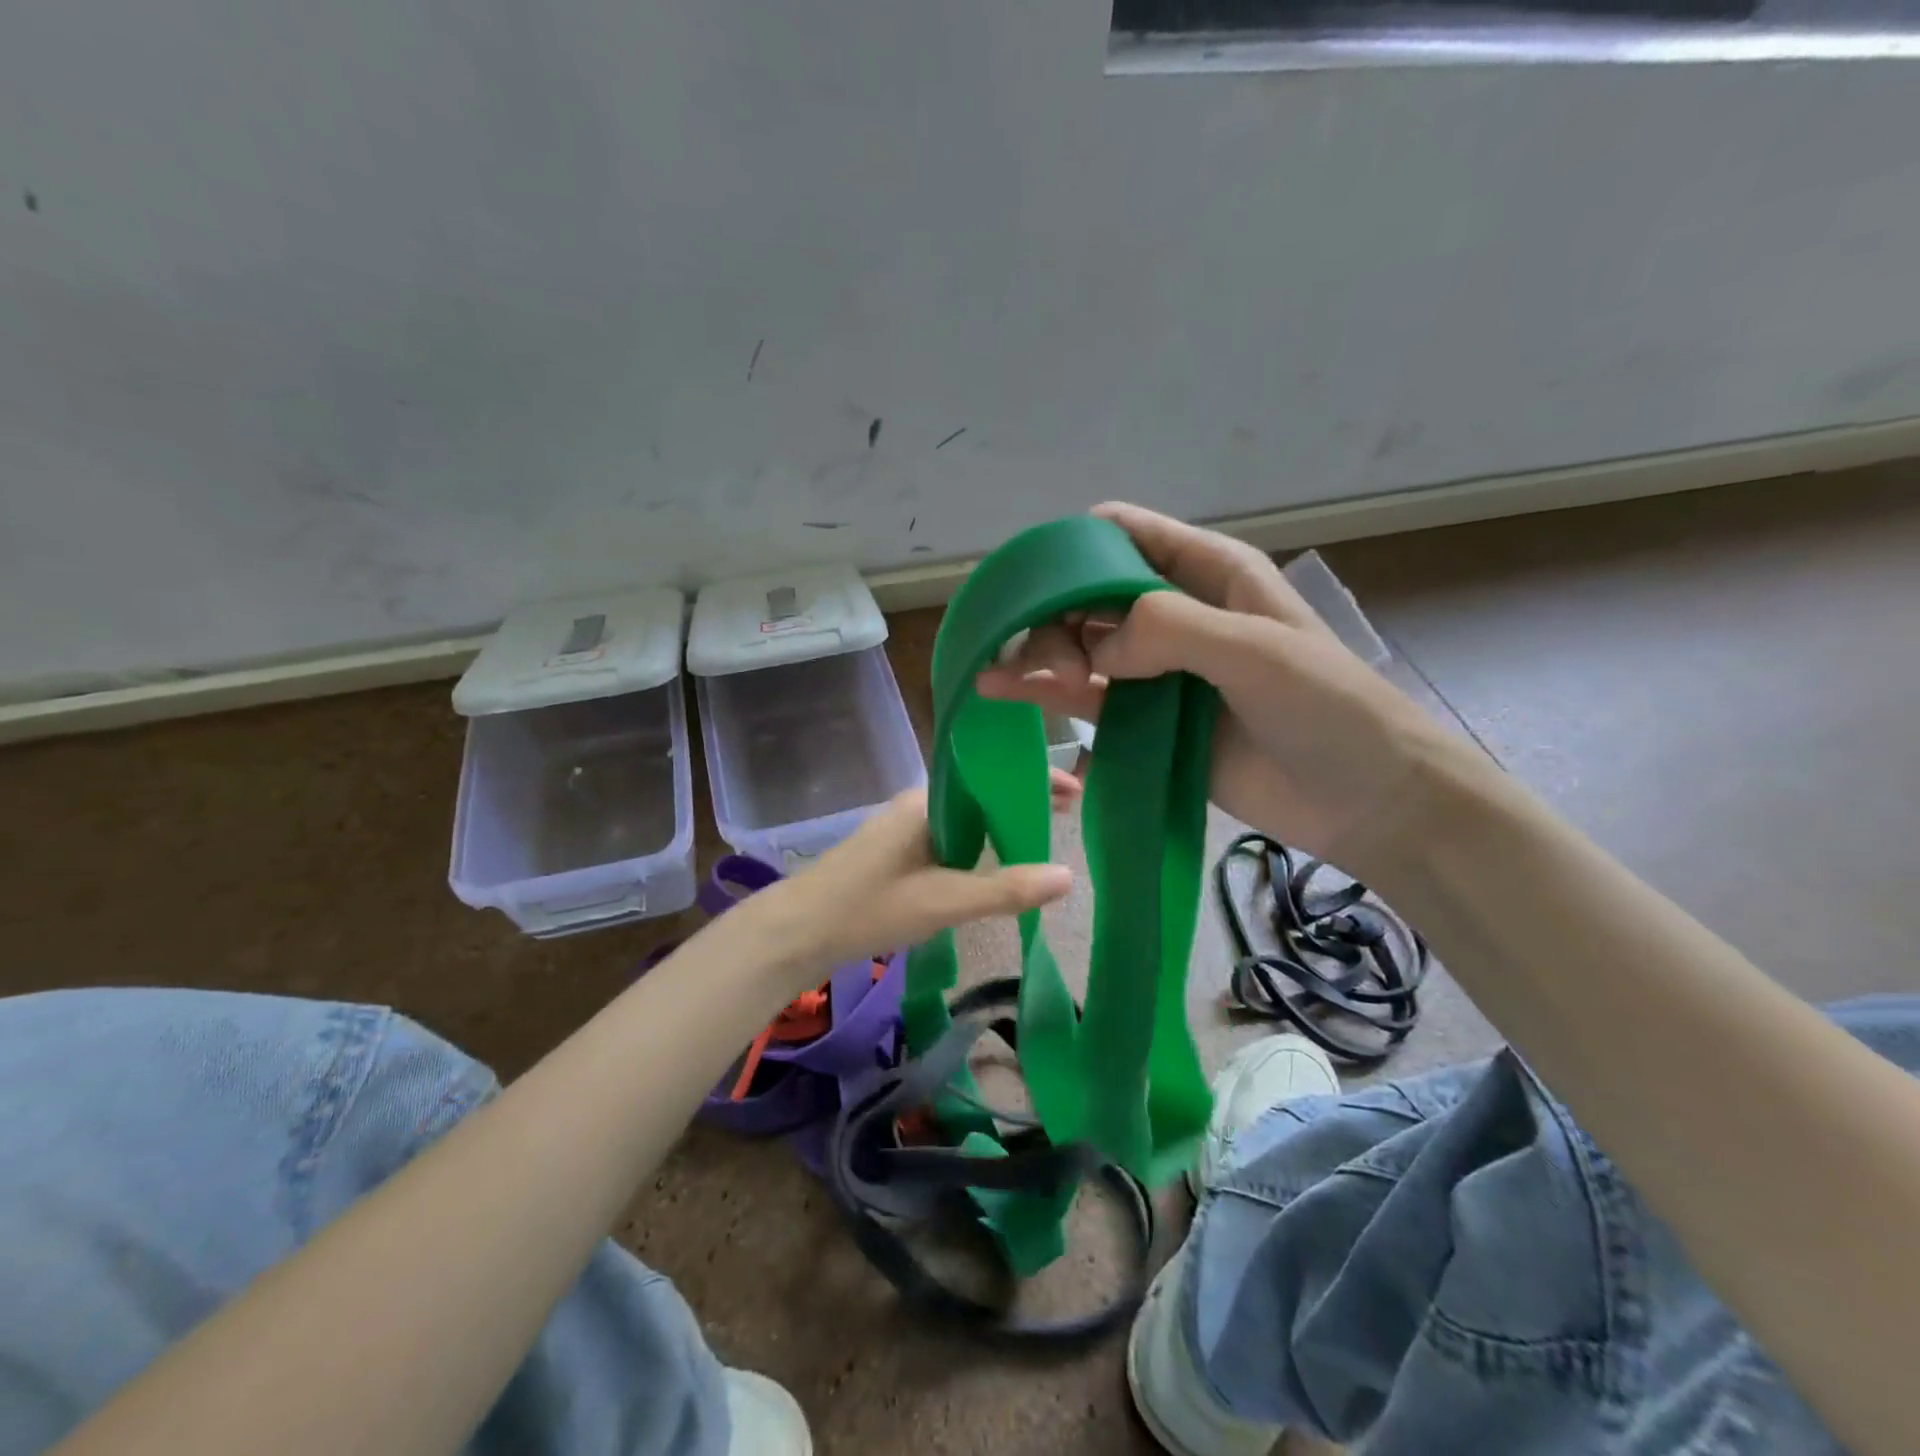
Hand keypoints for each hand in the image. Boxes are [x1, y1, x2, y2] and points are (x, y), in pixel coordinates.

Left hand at [758, 789, 1072, 974]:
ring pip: (964, 817)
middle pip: (981, 794)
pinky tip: (993, 860)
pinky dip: (978, 843)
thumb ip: (1004, 889)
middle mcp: (916, 805)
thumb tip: (1067, 875)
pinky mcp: (895, 851)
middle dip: (1023, 800)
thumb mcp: (943, 901)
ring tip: (1042, 833)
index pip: (991, 778)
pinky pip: (948, 836)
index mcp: (926, 802)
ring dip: (1000, 822)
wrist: (797, 931)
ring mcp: (903, 827)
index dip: (1034, 782)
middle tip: (1069, 811)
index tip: (1076, 789)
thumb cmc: (869, 908)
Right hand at [975, 502, 1460, 874]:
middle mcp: (1174, 612)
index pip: (1121, 533)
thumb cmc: (1328, 710)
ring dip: (1039, 654)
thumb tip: (1095, 650)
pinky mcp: (1145, 720)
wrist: (1364, 800)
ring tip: (1004, 680)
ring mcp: (1156, 669)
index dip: (1072, 548)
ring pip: (1078, 645)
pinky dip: (1044, 694)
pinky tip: (1002, 694)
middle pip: (1086, 593)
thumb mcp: (1258, 651)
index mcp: (1206, 573)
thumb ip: (1171, 631)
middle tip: (1059, 669)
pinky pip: (1086, 697)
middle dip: (1055, 617)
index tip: (1034, 584)